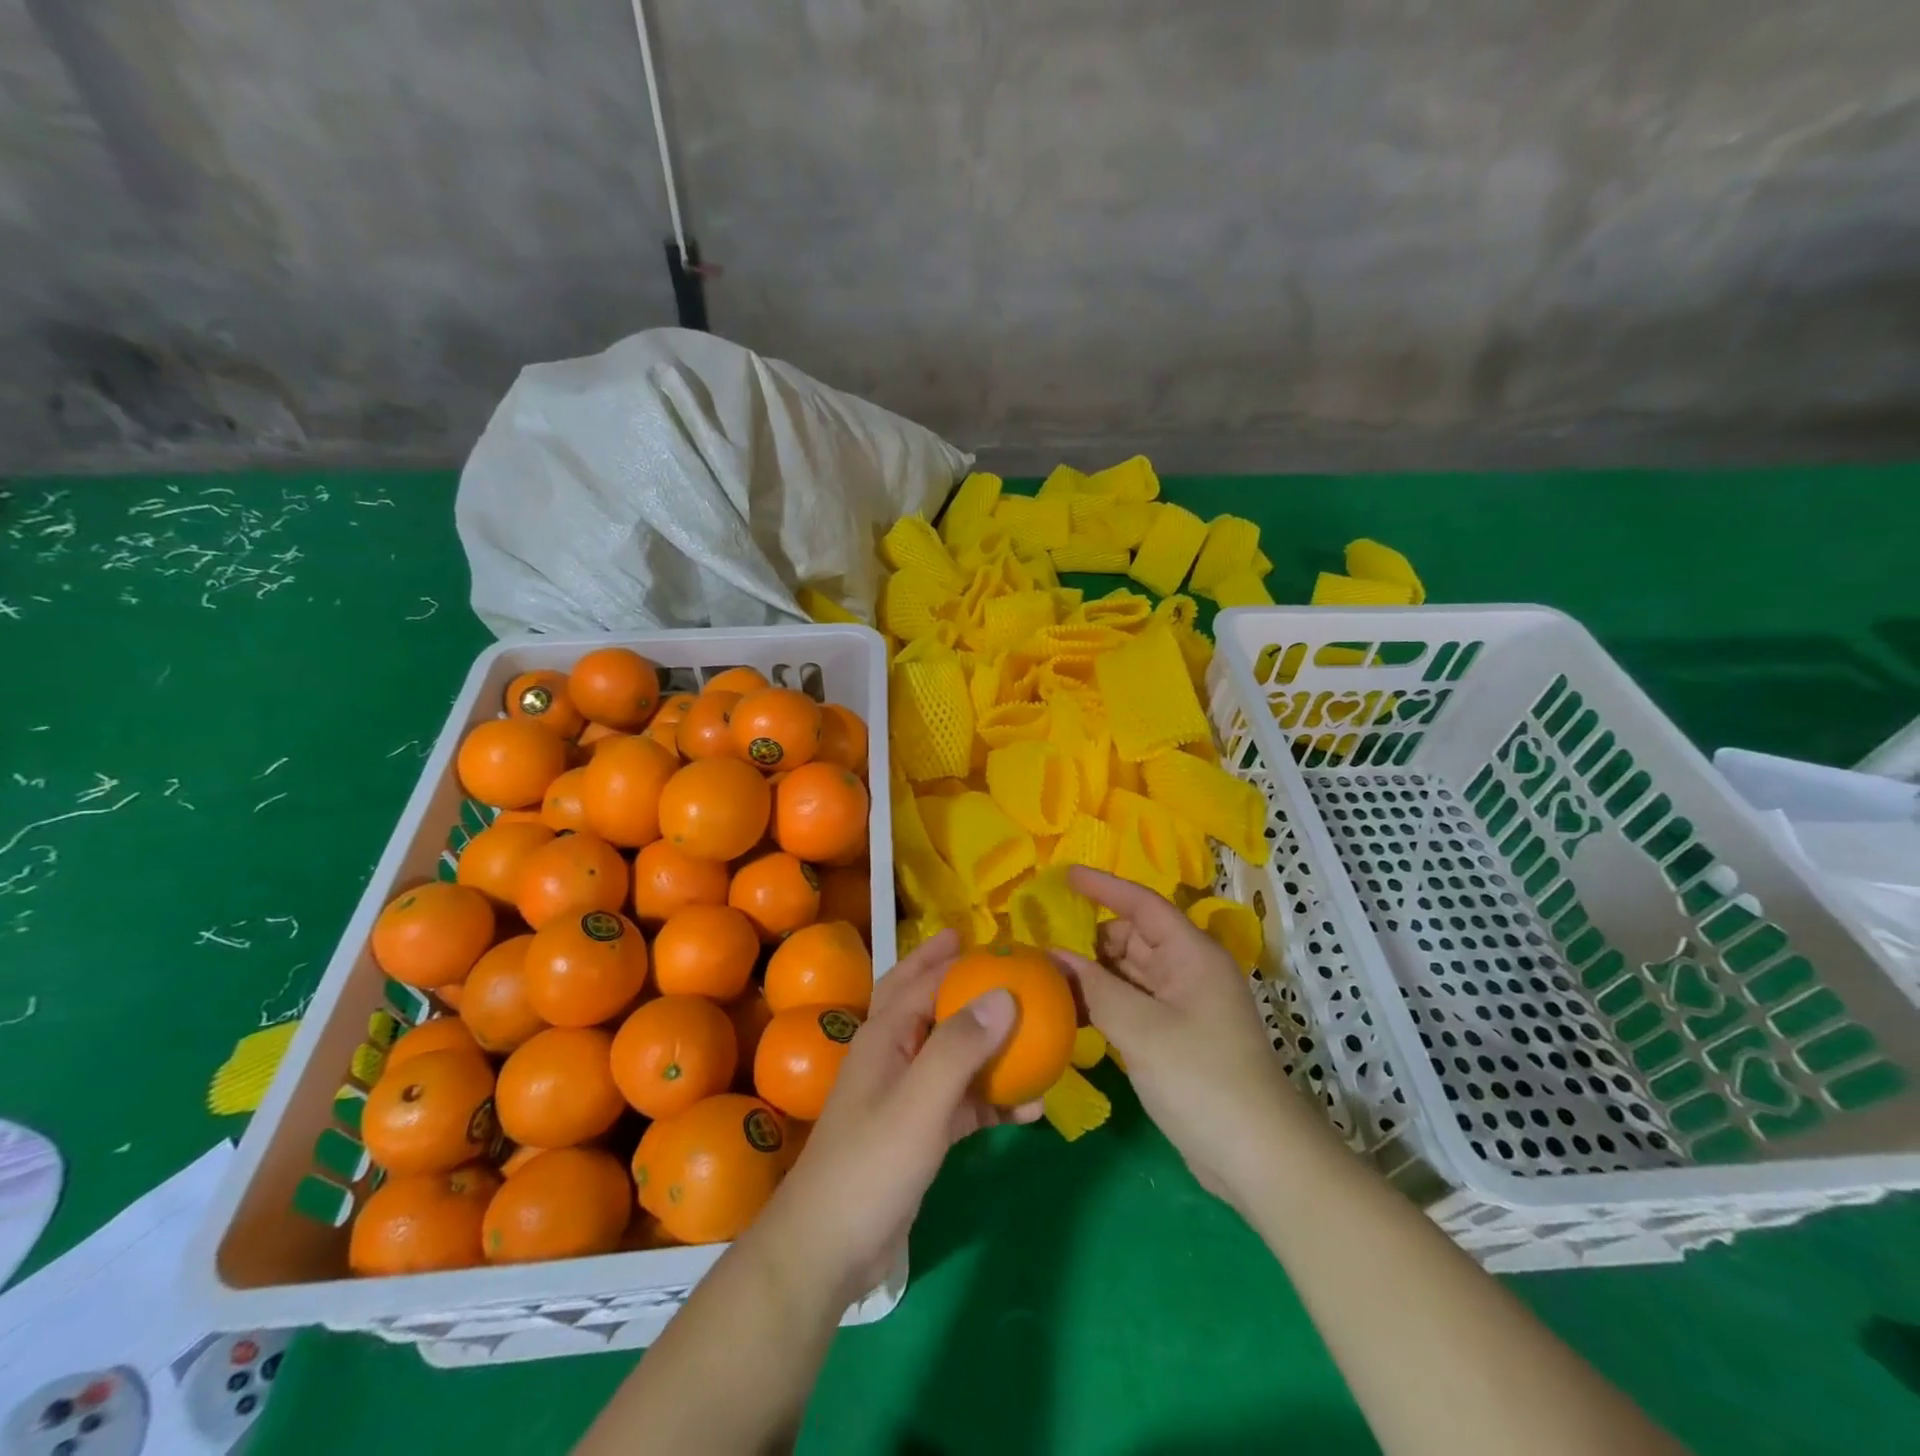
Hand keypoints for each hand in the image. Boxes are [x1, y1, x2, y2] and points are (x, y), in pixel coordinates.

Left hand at [748, 929, 1041, 1301]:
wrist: (829, 1250)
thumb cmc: (871, 1166)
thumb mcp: (920, 1103)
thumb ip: (960, 1047)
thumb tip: (1005, 992)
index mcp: (885, 1035)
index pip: (924, 979)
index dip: (958, 957)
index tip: (998, 942)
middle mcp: (893, 1054)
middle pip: (929, 1001)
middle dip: (958, 977)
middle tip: (998, 961)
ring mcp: (905, 1094)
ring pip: (952, 1051)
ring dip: (988, 1042)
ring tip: (1032, 1032)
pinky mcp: (919, 1131)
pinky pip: (962, 1100)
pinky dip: (993, 1098)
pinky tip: (1028, 1109)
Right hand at [1054, 867, 1318, 1211]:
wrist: (1258, 1159)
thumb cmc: (1201, 1078)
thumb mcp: (1141, 1029)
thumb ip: (1094, 988)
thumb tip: (1053, 956)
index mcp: (1192, 955)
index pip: (1143, 905)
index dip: (1104, 887)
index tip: (1064, 875)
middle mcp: (1188, 971)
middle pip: (1133, 938)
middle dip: (1089, 938)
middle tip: (1040, 941)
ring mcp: (1183, 1006)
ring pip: (1129, 973)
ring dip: (1093, 973)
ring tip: (1045, 973)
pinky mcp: (1175, 1038)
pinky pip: (1132, 1004)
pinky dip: (1104, 1002)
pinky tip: (1070, 1010)